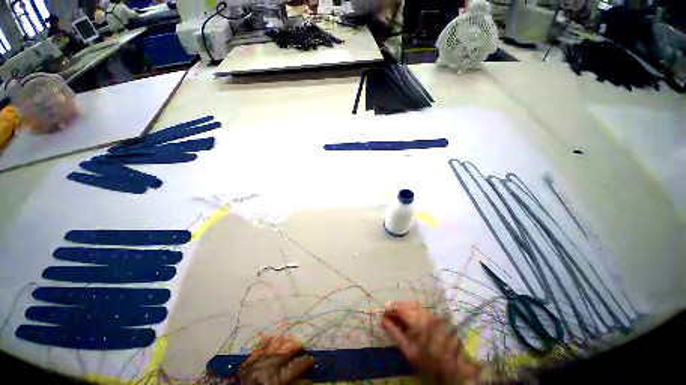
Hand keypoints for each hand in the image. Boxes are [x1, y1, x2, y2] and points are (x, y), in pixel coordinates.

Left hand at [239, 335, 313, 384]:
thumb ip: (290, 384)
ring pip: (273, 347)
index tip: (312, 359)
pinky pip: (256, 349)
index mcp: (275, 379)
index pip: (295, 368)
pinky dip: (263, 342)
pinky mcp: (247, 362)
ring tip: (290, 338)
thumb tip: (305, 378)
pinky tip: (269, 336)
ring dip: (282, 342)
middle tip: (303, 345)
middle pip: (285, 352)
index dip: (305, 363)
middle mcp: (267, 367)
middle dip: (296, 347)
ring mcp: (256, 362)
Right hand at [382, 302, 481, 384]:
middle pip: (406, 304)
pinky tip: (407, 318)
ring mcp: (431, 314)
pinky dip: (410, 310)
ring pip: (413, 304)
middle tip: (388, 315)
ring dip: (403, 308)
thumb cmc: (428, 362)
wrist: (453, 369)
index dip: (390, 309)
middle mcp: (425, 314)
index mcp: (418, 322)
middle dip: (396, 307)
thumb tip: (383, 321)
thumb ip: (395, 333)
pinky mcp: (435, 317)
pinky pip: (419, 308)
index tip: (383, 315)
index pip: (400, 308)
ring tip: (396, 316)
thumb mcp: (409, 351)